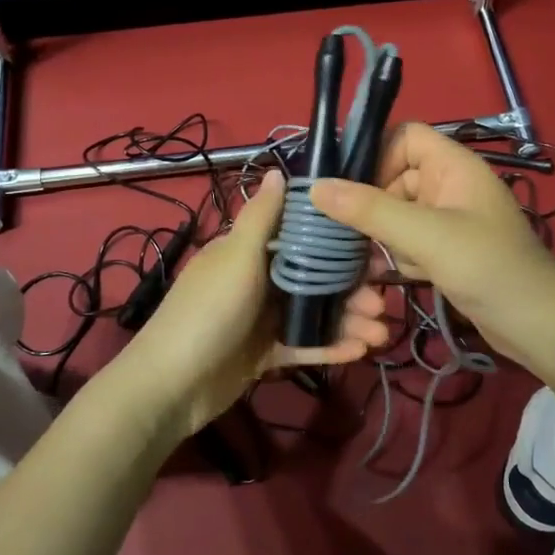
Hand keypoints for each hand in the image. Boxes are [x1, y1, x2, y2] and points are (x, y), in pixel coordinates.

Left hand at [109, 170, 388, 440]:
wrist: (171, 385)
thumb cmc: (208, 312)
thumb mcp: (237, 257)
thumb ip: (262, 217)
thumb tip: (277, 170)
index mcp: (249, 251)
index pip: (301, 238)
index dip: (337, 243)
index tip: (373, 250)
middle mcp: (258, 280)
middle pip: (315, 278)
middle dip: (351, 289)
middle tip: (383, 302)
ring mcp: (262, 319)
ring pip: (315, 313)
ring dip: (348, 321)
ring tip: (380, 334)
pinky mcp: (265, 354)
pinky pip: (304, 345)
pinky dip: (330, 347)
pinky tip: (360, 352)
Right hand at [310, 124, 554, 374]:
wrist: (537, 325)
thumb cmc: (487, 267)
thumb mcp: (425, 235)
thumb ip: (370, 210)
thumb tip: (315, 186)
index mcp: (453, 165)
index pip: (404, 137)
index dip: (375, 156)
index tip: (350, 189)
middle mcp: (450, 185)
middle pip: (393, 178)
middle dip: (373, 207)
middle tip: (351, 234)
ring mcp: (449, 219)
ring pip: (396, 214)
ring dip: (386, 238)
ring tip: (391, 261)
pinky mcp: (447, 250)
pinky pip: (408, 240)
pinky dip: (401, 257)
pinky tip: (408, 278)